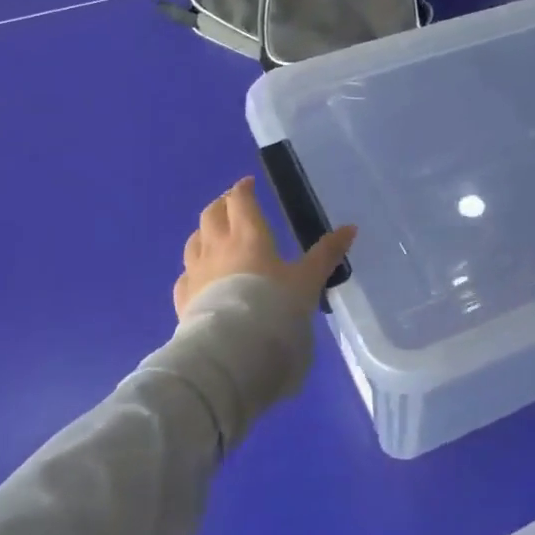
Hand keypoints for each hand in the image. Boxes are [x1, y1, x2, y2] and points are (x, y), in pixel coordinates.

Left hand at [174, 176, 357, 317]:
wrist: (232, 350)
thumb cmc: (274, 307)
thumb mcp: (308, 280)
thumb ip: (326, 254)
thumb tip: (351, 228)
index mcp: (248, 235)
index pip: (240, 200)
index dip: (243, 189)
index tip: (249, 184)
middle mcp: (217, 247)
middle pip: (211, 214)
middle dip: (221, 204)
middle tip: (232, 204)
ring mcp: (195, 273)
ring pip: (193, 241)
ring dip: (203, 232)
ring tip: (214, 235)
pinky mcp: (183, 299)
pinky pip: (185, 275)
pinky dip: (192, 269)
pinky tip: (198, 276)